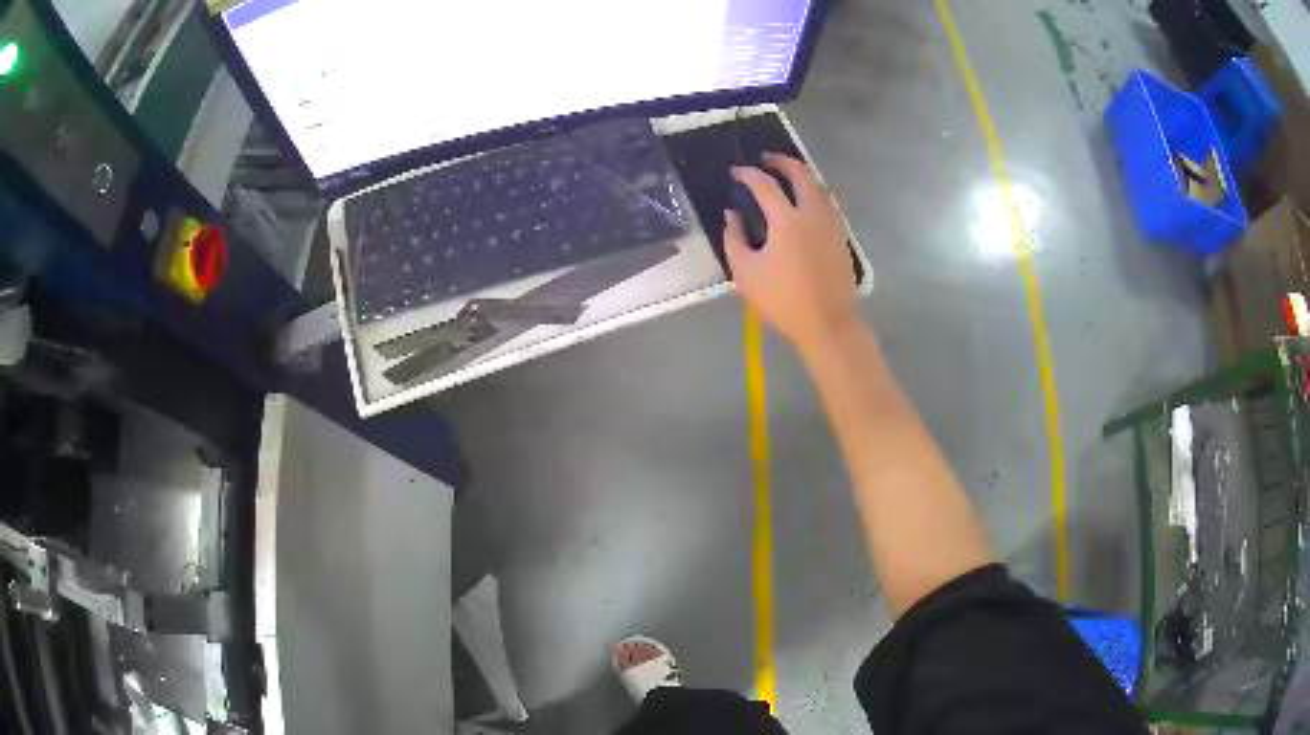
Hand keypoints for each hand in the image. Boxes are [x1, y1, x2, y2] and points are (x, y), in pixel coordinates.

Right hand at [724, 154, 858, 353]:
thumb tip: (732, 214)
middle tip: (766, 161)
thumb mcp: (745, 273)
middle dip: (781, 161)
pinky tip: (804, 204)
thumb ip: (734, 238)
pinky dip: (813, 193)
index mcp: (787, 220)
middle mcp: (812, 213)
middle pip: (801, 173)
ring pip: (818, 185)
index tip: (735, 172)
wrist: (828, 323)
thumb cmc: (783, 300)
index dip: (747, 173)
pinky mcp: (841, 236)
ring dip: (801, 175)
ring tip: (785, 179)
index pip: (765, 184)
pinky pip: (827, 202)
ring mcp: (831, 223)